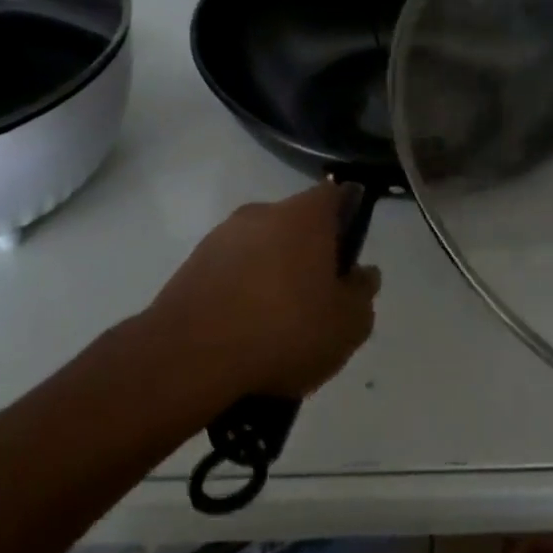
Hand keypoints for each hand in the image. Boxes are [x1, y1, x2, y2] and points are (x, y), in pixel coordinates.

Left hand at [143, 183, 379, 399]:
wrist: (190, 358)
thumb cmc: (284, 330)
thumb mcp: (347, 324)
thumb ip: (362, 293)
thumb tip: (362, 274)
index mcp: (305, 215)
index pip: (336, 195)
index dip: (347, 217)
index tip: (349, 253)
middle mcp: (262, 212)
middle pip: (296, 224)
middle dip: (308, 254)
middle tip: (316, 299)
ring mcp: (221, 236)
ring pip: (261, 249)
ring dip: (271, 274)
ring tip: (275, 326)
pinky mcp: (191, 265)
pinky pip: (230, 272)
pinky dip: (240, 293)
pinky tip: (243, 334)